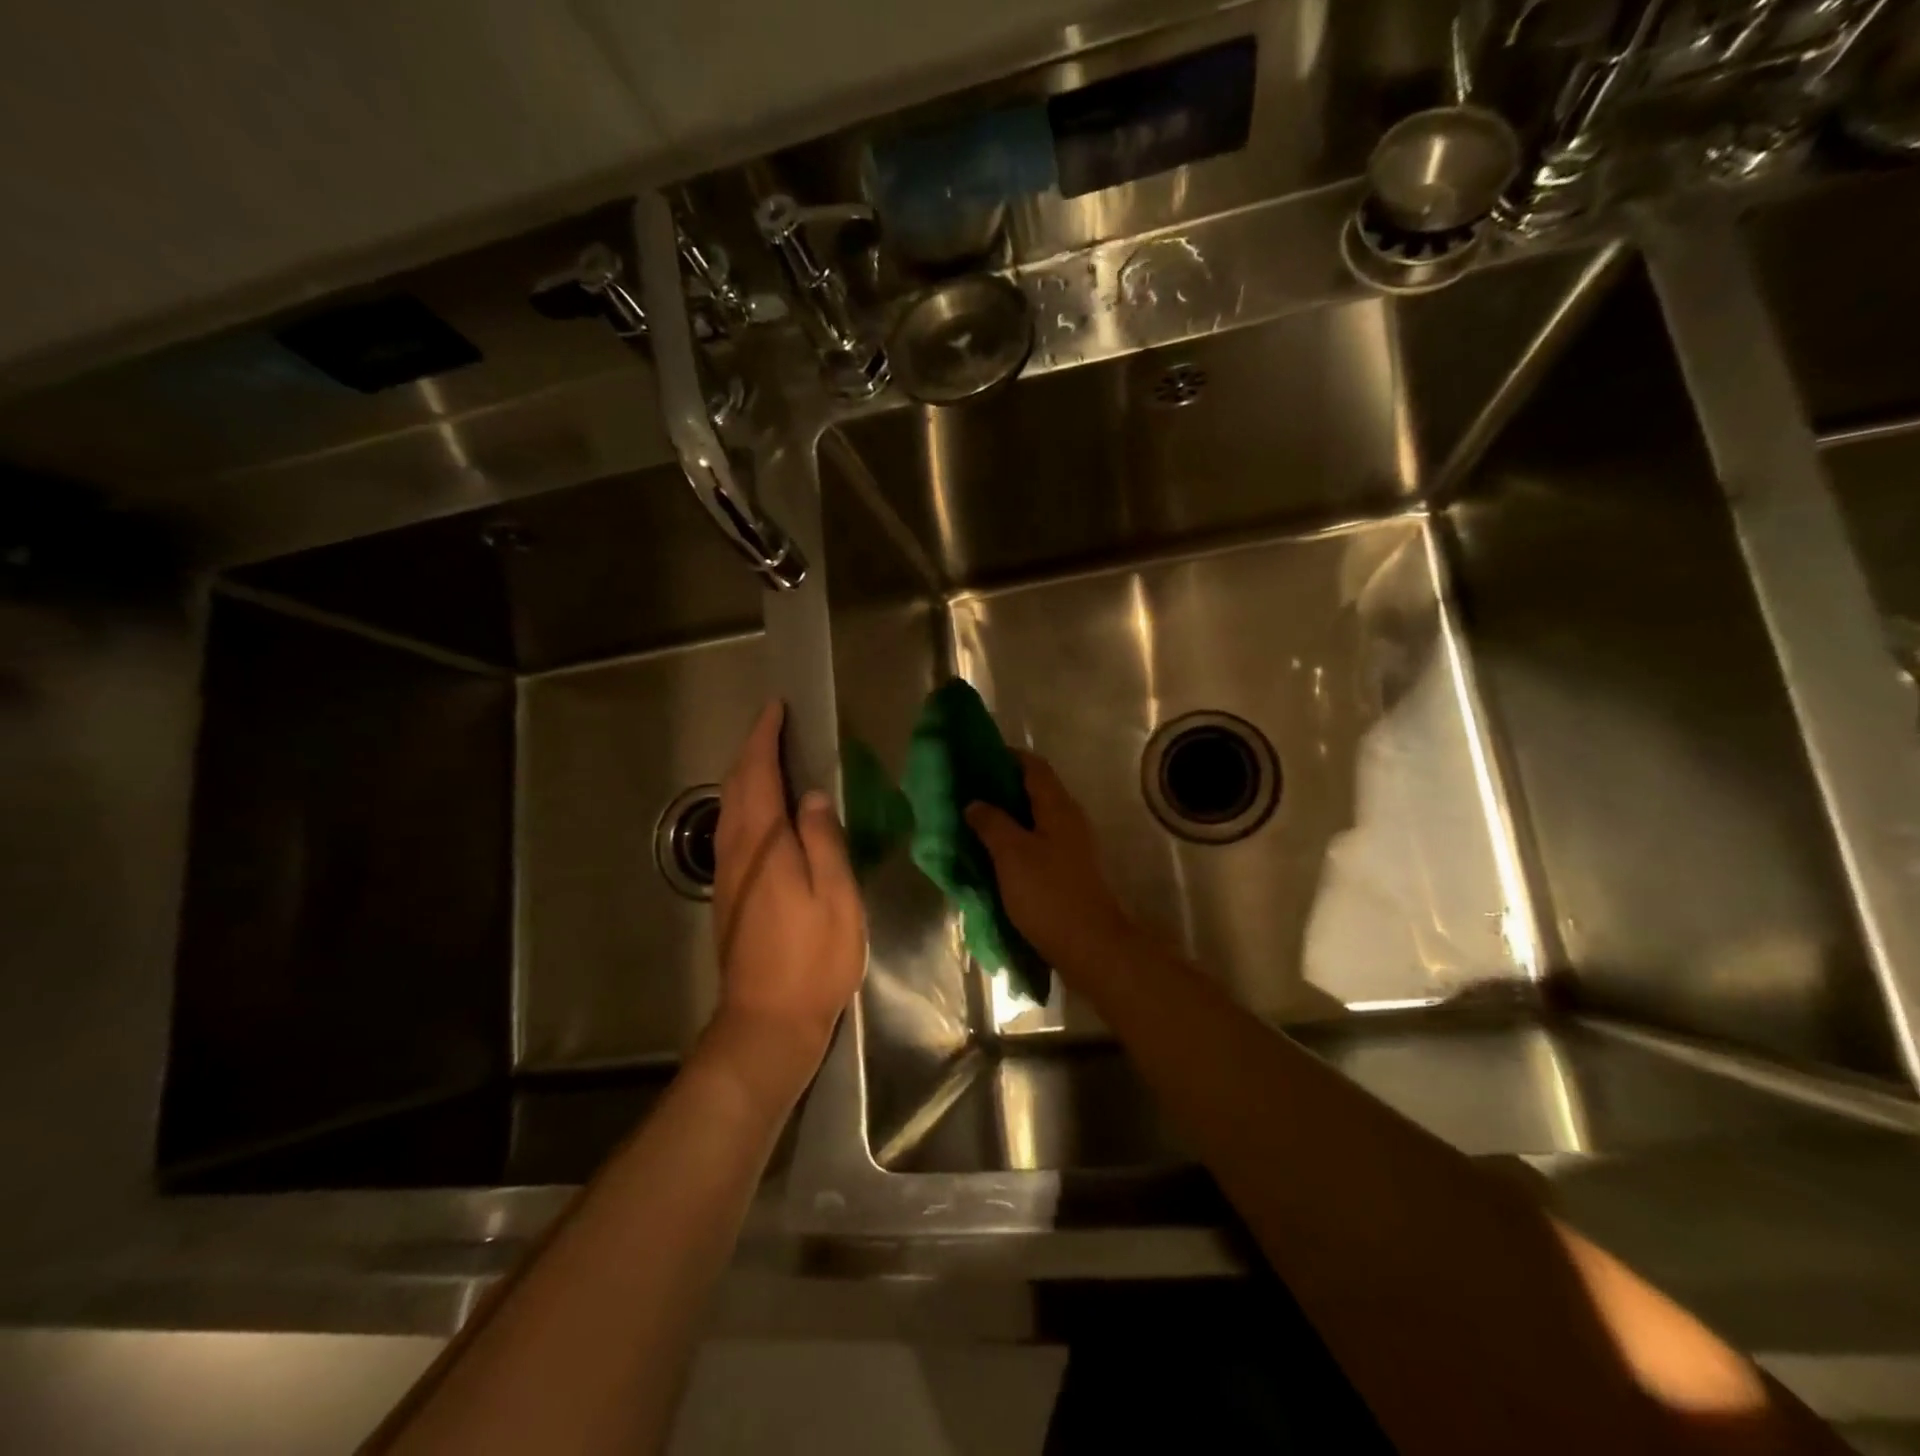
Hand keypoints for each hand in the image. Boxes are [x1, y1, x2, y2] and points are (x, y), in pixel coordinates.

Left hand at [710, 701, 866, 1080]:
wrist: (767, 1020)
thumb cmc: (813, 958)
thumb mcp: (836, 896)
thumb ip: (824, 840)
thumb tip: (814, 795)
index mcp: (764, 843)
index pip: (759, 775)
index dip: (765, 739)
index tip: (775, 709)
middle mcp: (737, 850)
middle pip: (736, 786)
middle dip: (751, 751)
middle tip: (773, 726)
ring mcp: (728, 874)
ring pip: (729, 808)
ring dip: (744, 775)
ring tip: (768, 758)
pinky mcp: (729, 894)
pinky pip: (732, 829)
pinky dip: (744, 802)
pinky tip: (762, 810)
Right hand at [965, 751, 1133, 976]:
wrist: (1090, 946)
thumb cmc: (1049, 894)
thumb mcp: (1012, 854)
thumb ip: (991, 823)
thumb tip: (974, 802)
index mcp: (1058, 807)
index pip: (1033, 766)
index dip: (1006, 756)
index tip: (975, 758)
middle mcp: (1068, 819)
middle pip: (1034, 790)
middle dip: (1001, 787)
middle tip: (966, 791)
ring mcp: (1071, 846)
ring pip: (1035, 818)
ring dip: (1006, 815)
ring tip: (973, 821)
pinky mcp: (1067, 870)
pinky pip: (1037, 842)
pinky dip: (1014, 840)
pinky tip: (992, 853)